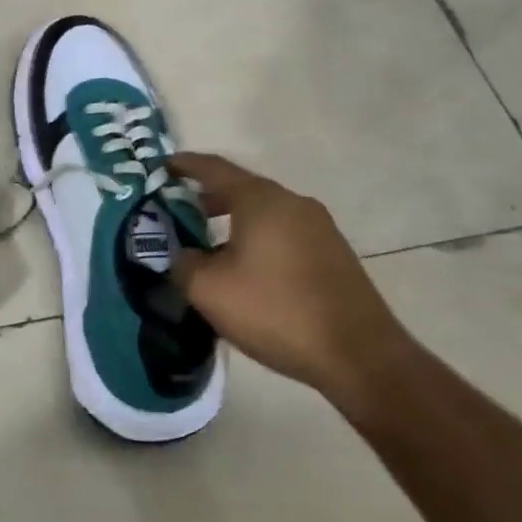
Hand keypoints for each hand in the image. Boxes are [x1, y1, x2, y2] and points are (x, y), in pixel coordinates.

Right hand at [168, 153, 405, 393]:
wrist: (359, 355)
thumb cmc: (276, 311)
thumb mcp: (209, 290)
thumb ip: (182, 263)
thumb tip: (182, 254)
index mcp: (261, 200)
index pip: (214, 168)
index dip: (185, 165)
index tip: (162, 166)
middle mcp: (293, 203)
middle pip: (242, 189)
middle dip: (207, 197)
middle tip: (179, 212)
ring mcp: (320, 228)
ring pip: (265, 213)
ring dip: (234, 222)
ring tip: (209, 246)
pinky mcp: (334, 254)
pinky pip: (284, 234)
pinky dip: (258, 239)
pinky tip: (247, 270)